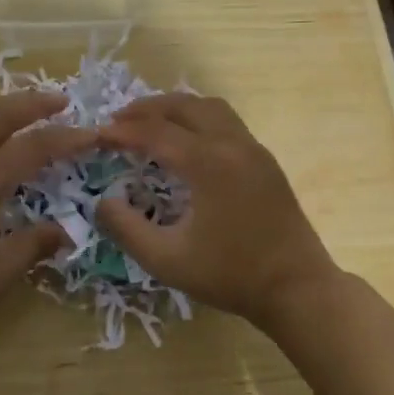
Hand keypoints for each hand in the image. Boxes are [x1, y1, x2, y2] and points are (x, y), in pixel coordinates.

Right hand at [94, 94, 341, 329]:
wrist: (296, 288)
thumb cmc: (231, 276)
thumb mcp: (167, 260)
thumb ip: (126, 229)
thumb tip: (103, 202)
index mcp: (208, 163)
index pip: (155, 133)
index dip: (122, 132)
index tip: (96, 136)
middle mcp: (232, 144)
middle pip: (184, 106)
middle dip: (147, 109)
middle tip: (118, 122)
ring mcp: (253, 149)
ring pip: (210, 107)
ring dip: (176, 108)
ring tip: (150, 123)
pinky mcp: (265, 161)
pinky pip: (227, 122)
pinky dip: (198, 119)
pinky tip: (186, 142)